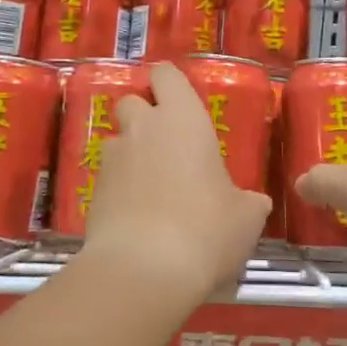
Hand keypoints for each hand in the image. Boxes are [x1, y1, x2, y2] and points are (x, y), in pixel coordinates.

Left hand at [81, 62, 269, 303]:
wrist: (143, 270)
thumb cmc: (206, 230)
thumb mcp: (245, 218)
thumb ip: (248, 201)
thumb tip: (254, 203)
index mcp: (182, 119)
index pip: (166, 75)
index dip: (168, 82)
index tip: (178, 99)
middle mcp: (142, 128)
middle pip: (132, 101)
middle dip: (144, 116)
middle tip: (167, 145)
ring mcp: (113, 159)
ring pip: (117, 141)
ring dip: (131, 155)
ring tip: (152, 188)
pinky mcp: (92, 191)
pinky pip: (108, 178)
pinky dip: (120, 189)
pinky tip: (137, 218)